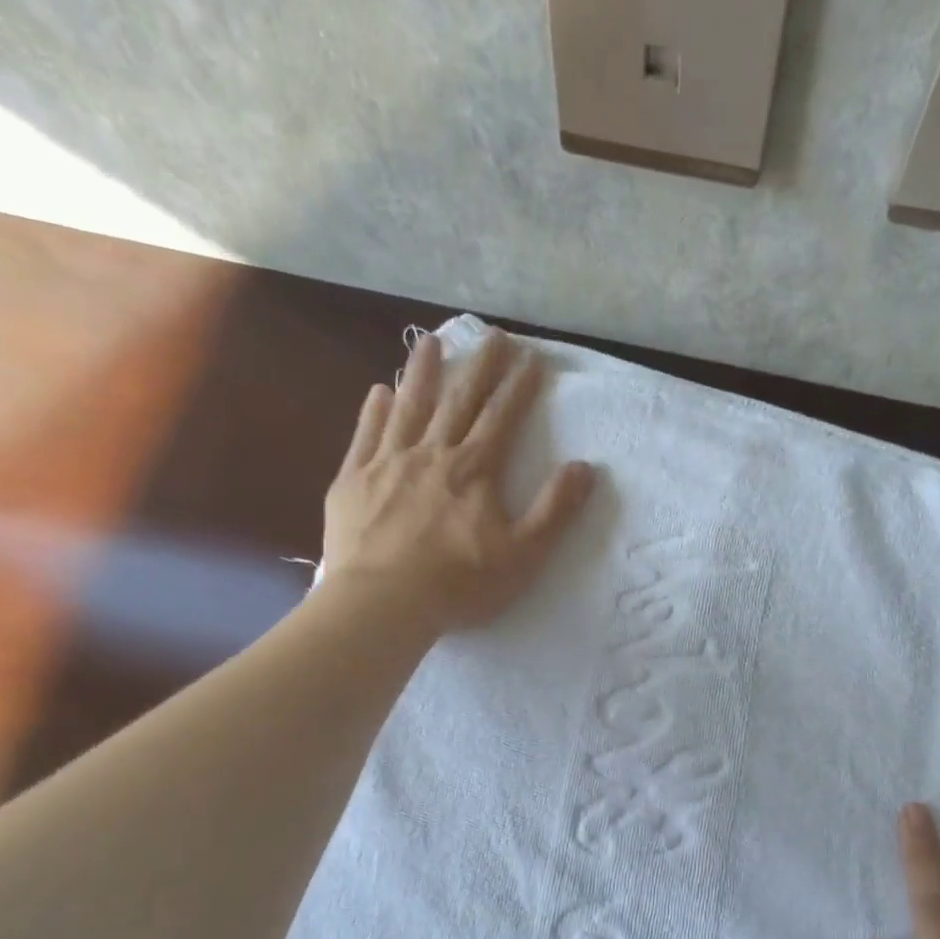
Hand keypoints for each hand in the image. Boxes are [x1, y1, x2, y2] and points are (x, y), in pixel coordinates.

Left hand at [320, 328, 593, 630]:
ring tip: (431, 342)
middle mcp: (432, 454)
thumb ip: (555, 510)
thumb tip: (585, 468)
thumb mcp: (523, 554)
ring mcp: (388, 463)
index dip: (519, 387)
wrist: (382, 603)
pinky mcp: (353, 481)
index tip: (532, 358)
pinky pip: (366, 435)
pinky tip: (379, 391)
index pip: (502, 418)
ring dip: (423, 373)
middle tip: (493, 335)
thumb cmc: (459, 583)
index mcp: (474, 471)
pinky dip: (374, 410)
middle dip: (480, 367)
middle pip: (459, 401)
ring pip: (409, 408)